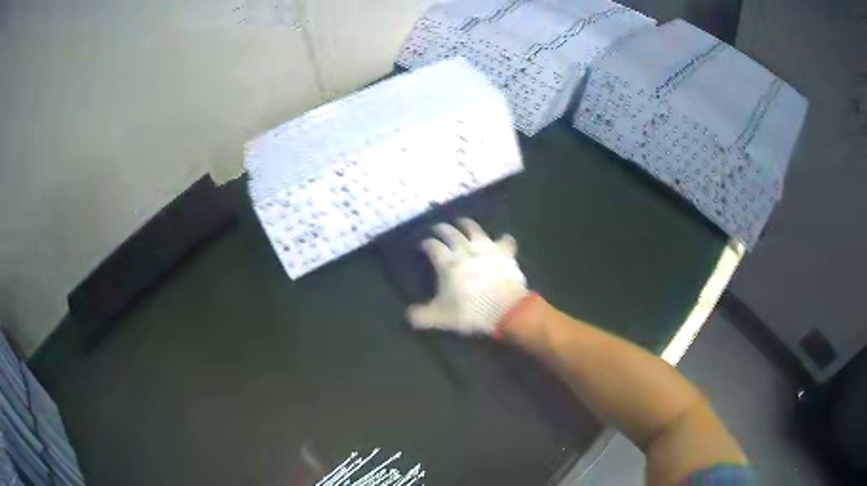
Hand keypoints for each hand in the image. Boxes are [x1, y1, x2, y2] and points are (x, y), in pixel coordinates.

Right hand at [406, 219, 528, 335]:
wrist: (505, 309)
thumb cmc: (470, 311)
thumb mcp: (440, 318)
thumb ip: (421, 315)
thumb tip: (408, 315)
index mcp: (447, 263)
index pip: (433, 246)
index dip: (427, 244)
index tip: (423, 245)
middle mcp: (465, 250)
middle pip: (451, 233)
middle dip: (443, 229)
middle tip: (438, 228)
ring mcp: (487, 249)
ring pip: (475, 230)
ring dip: (467, 224)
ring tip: (463, 222)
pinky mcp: (506, 253)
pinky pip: (505, 240)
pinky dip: (502, 239)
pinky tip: (502, 239)